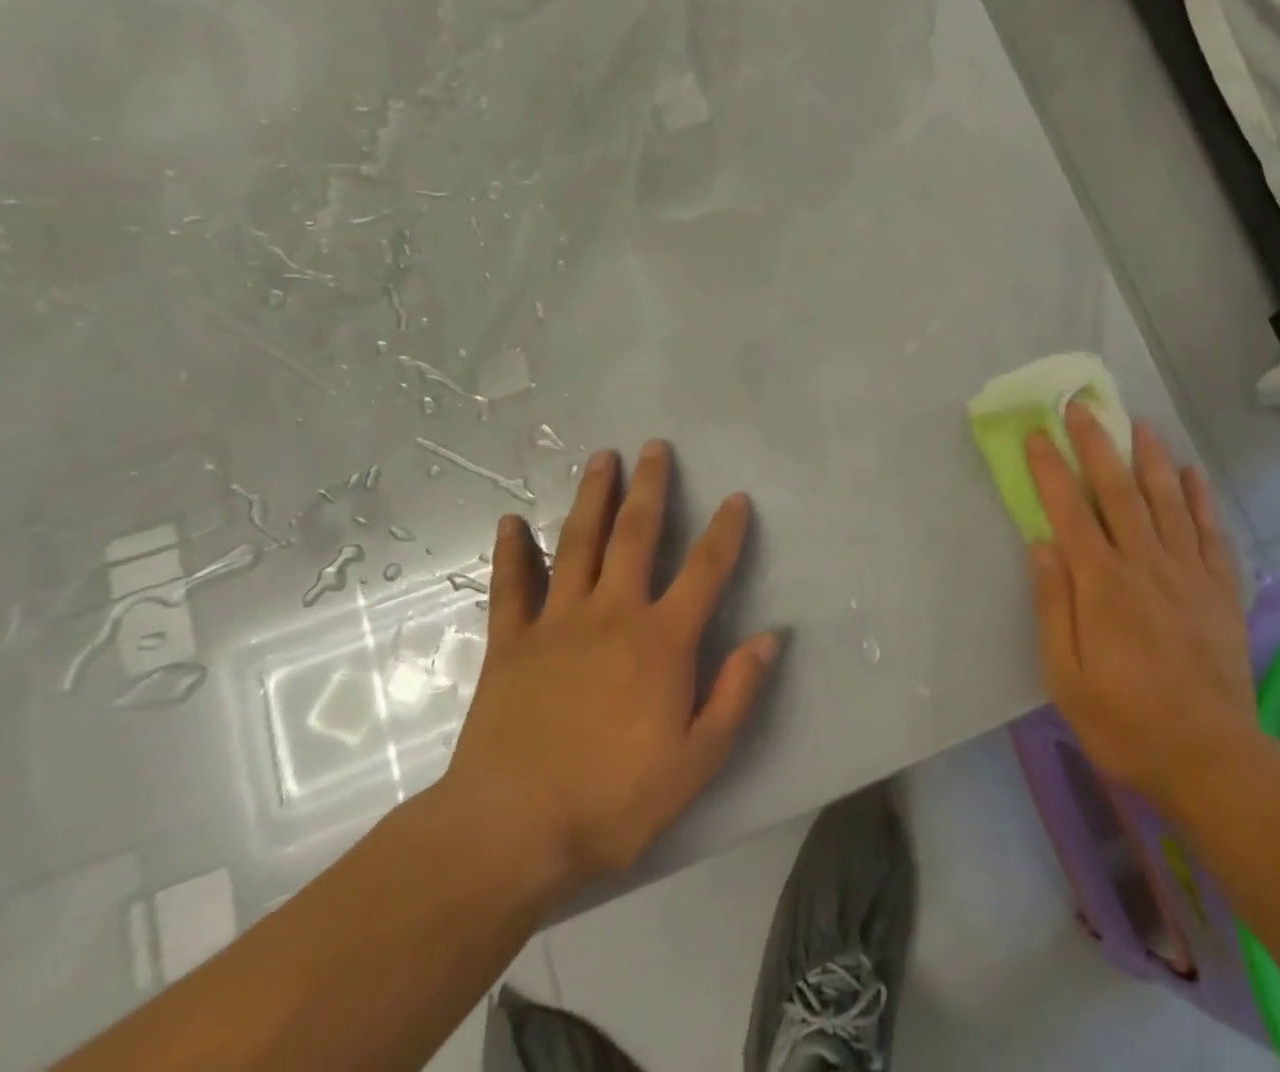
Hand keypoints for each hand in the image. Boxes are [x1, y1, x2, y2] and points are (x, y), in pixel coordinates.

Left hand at [439, 441, 780, 905]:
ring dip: (591, 497)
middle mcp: (612, 615)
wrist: (510, 833)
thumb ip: (736, 694)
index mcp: (662, 640)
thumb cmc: (613, 800)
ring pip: (577, 544)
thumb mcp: (697, 761)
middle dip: (650, 488)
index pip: (705, 571)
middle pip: (635, 535)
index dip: (725, 531)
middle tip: (654, 447)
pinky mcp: (511, 644)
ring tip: (600, 458)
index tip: (736, 498)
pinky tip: (510, 522)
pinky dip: (511, 553)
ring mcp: (557, 624)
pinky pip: (511, 587)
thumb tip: (769, 638)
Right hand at [1026, 404, 1256, 822]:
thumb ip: (1052, 605)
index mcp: (1101, 583)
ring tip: (1140, 423)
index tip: (1037, 434)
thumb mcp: (1065, 674)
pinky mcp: (1221, 591)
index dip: (1051, 468)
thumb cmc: (1125, 720)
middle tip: (1082, 407)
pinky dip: (1202, 499)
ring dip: (1151, 458)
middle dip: (1097, 444)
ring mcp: (1188, 574)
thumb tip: (1041, 544)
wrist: (1212, 759)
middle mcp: (1144, 563)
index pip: (1069, 510)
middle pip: (1117, 491)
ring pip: (1167, 500)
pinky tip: (1194, 474)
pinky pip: (1211, 533)